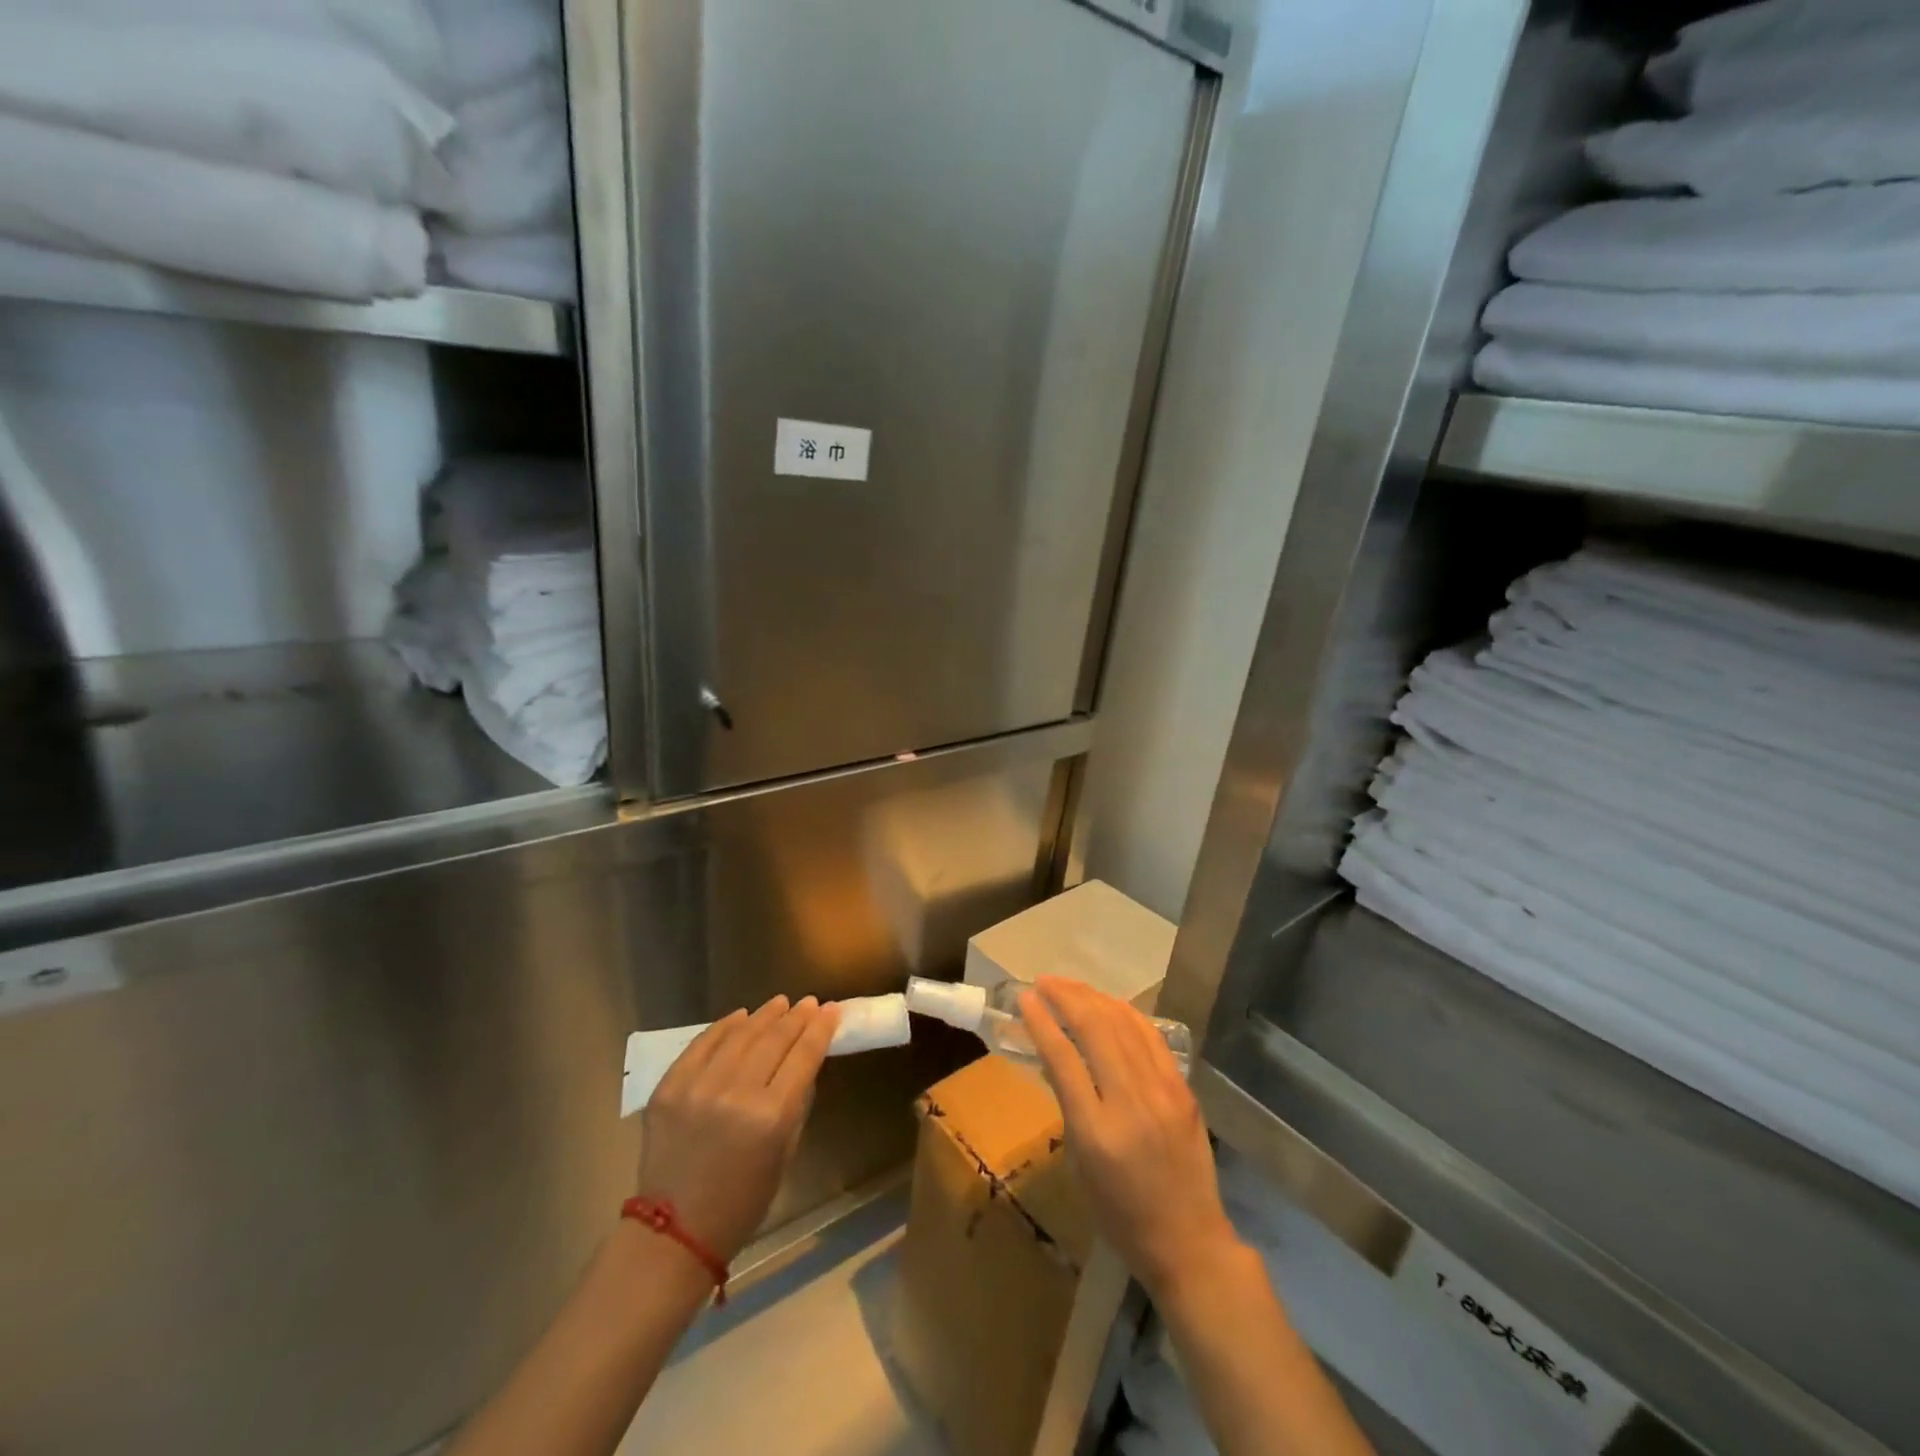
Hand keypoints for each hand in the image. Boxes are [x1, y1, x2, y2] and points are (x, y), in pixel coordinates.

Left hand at [638, 995, 839, 1263]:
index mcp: (771, 1117)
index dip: (820, 1029)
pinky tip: (741, 1015)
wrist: (674, 1232)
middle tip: (809, 1002)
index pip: (803, 1056)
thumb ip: (797, 1102)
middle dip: (796, 1017)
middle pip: (774, 1040)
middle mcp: (735, 1094)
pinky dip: (724, 1026)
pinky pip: (701, 1044)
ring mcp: (698, 1087)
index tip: (832, 1009)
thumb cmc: (742, 1201)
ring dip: (764, 1015)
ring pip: (740, 1035)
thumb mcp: (785, 1153)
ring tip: (780, 1003)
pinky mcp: (669, 1088)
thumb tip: (805, 1061)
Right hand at [1019, 977, 1246, 1299]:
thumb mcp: (1080, 1164)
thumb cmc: (1121, 1214)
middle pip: (1095, 1029)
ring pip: (1124, 1024)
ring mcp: (1162, 1092)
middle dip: (1066, 997)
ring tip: (1070, 986)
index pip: (1063, 1059)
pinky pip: (1150, 1037)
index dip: (1041, 1021)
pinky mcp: (1183, 1089)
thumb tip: (1059, 1056)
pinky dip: (1125, 1013)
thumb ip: (1070, 1106)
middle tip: (1044, 982)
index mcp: (1097, 1132)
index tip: (1025, 998)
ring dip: (1093, 997)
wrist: (1188, 1241)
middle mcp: (1131, 1103)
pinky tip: (1109, 1004)